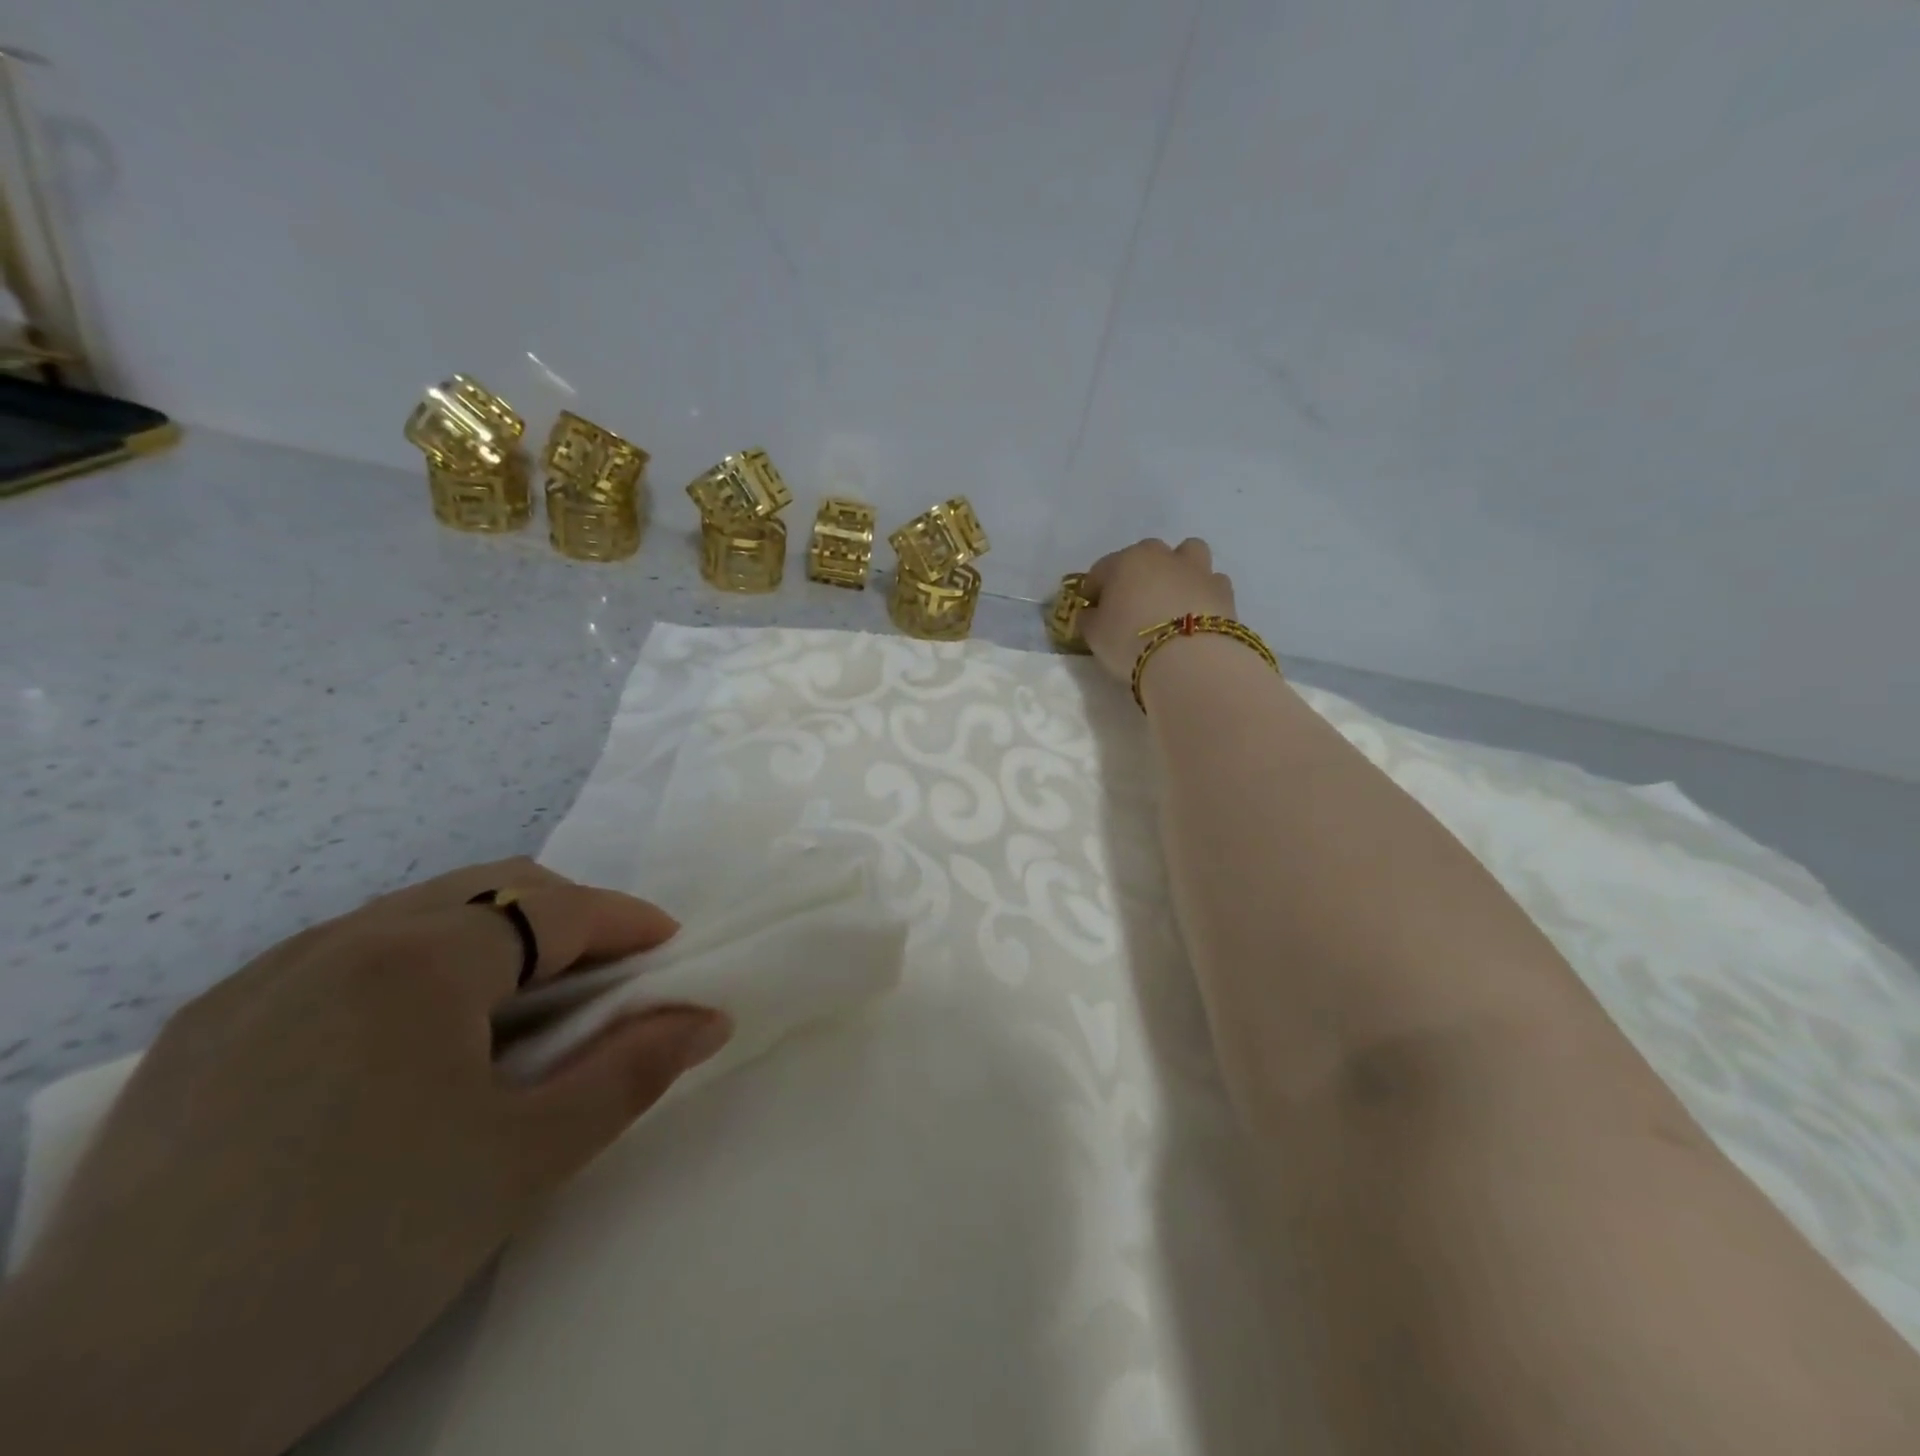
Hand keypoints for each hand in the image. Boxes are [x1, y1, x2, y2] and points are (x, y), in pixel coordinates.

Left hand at [0, 859, 728, 1455]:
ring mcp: (262, 977)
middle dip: (565, 917)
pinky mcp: (205, 1026)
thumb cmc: (358, 1255)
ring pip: (415, 914)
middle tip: (603, 977)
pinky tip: (407, 1041)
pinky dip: (412, 966)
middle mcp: (341, 939)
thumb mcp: (525, 1160)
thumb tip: (710, 1019)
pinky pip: (342, 954)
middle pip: (490, 889)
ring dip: (489, 938)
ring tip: (515, 1008)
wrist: (96, 1413)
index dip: (627, 921)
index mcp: (420, 958)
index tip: (669, 947)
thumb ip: (632, 1072)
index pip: (556, 909)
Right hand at [1080, 537, 1236, 682]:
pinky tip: (1196, 616)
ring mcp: (1198, 570)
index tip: (1091, 613)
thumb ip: (1088, 619)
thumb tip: (1090, 613)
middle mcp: (1162, 556)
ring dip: (1179, 570)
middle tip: (1131, 606)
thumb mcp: (1094, 634)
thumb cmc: (1130, 641)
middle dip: (1137, 575)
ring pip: (1188, 555)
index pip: (1100, 571)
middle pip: (1145, 556)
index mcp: (1125, 560)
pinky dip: (1203, 593)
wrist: (1190, 660)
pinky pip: (1211, 582)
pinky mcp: (1225, 591)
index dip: (1092, 592)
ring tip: (1172, 600)